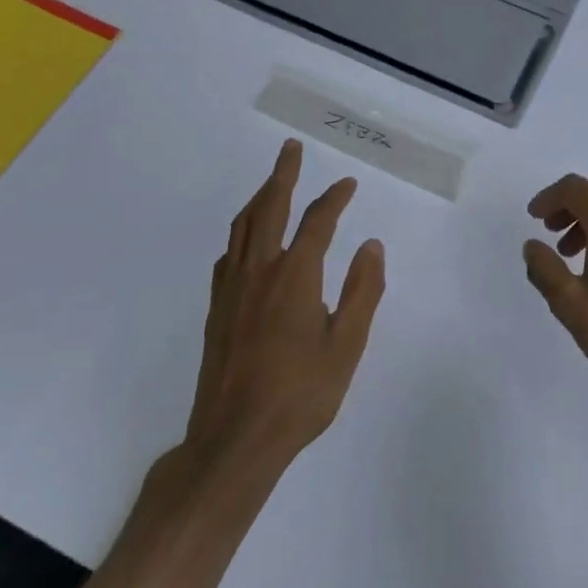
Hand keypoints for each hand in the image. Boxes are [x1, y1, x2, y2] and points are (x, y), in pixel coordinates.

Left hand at [185, 140, 384, 471]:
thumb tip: (372, 245)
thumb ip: (363, 291)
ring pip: (242, 228)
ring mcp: (232, 290)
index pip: (317, 222)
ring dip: (258, 199)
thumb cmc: (300, 394)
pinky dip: (240, 235)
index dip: (334, 199)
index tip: (348, 184)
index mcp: (294, 276)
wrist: (235, 439)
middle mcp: (259, 272)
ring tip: (271, 184)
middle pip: (269, 209)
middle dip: (282, 175)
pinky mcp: (216, 310)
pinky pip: (228, 256)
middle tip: (291, 149)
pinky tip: (246, 243)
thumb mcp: (346, 346)